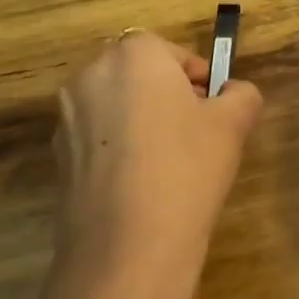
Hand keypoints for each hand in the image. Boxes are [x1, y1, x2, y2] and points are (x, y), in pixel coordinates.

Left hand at [52, 31, 262, 286]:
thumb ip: (241, 95)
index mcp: (134, 55)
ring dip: (139, 121)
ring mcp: (67, 116)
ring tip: (168, 162)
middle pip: (138, 74)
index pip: (170, 51)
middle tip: (196, 131)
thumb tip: (235, 92)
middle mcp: (92, 74)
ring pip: (114, 105)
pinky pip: (96, 138)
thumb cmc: (186, 168)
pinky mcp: (57, 157)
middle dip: (166, 95)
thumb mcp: (232, 125)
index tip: (214, 106)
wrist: (126, 248)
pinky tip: (139, 185)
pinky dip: (117, 149)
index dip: (197, 76)